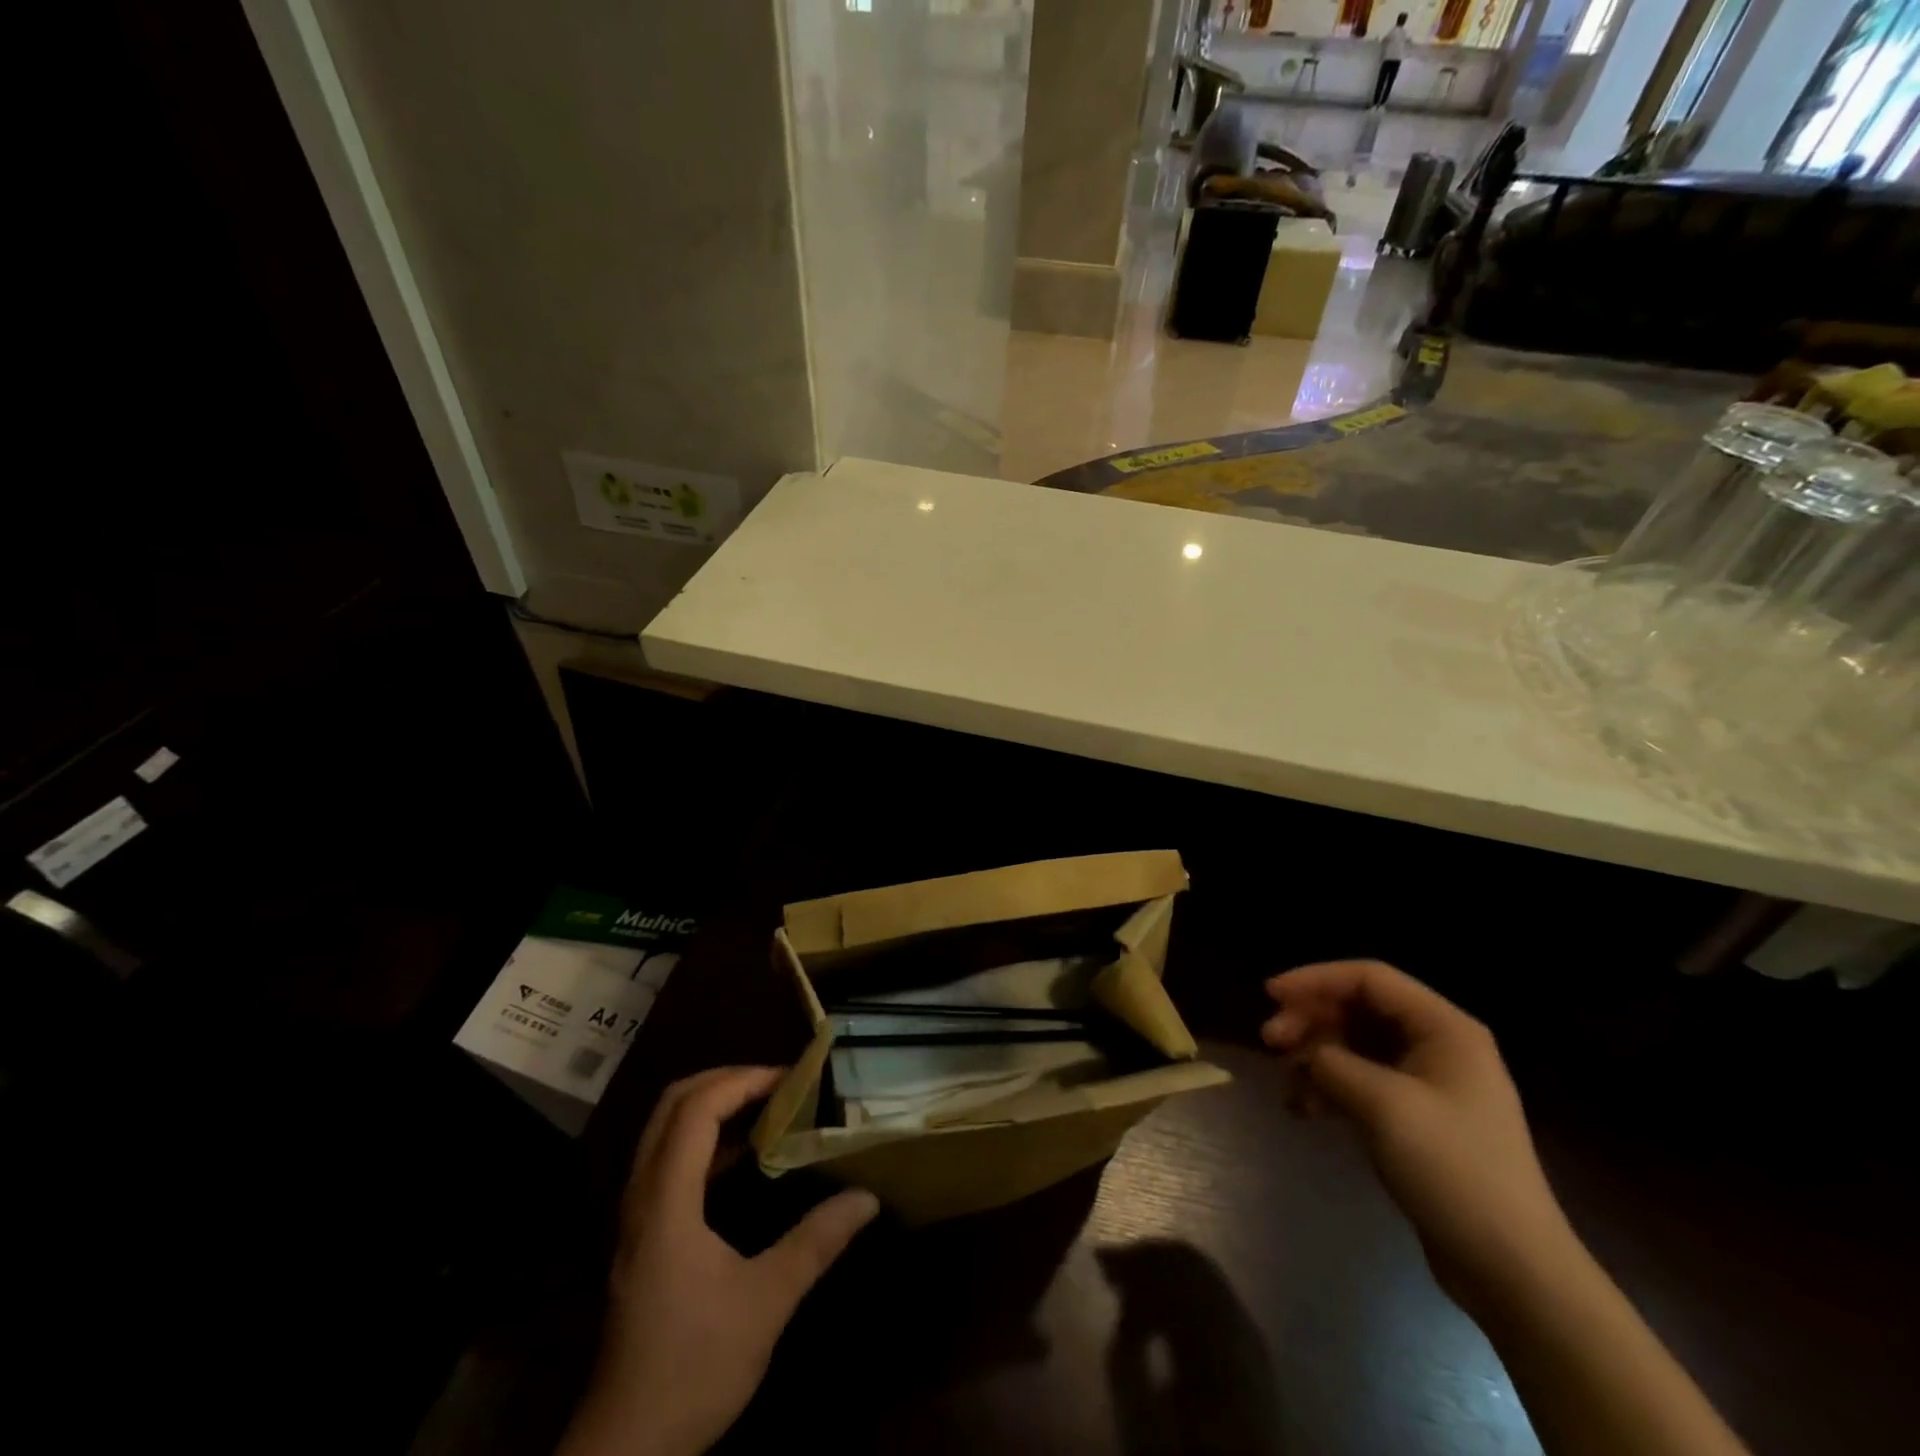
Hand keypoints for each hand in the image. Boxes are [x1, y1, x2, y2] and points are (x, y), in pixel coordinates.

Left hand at [559, 1067, 879, 1455]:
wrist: (624, 1450)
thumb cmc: (694, 1367)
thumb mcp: (766, 1302)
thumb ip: (816, 1241)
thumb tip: (867, 1198)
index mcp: (666, 1201)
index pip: (696, 1110)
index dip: (742, 1081)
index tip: (788, 1078)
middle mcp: (642, 1196)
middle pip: (671, 1106)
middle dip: (724, 1080)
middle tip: (774, 1082)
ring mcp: (635, 1217)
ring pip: (664, 1131)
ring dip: (711, 1106)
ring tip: (763, 1106)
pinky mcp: (640, 1237)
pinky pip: (666, 1160)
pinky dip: (703, 1140)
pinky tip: (740, 1158)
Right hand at [1261, 961, 1573, 1310]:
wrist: (1511, 1269)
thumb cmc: (1453, 1170)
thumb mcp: (1384, 1106)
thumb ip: (1332, 1064)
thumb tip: (1306, 1056)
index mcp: (1443, 1028)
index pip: (1368, 978)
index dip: (1315, 979)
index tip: (1270, 995)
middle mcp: (1437, 1045)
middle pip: (1357, 1009)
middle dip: (1310, 1021)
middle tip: (1269, 1042)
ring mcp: (1427, 1083)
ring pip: (1354, 1046)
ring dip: (1314, 1057)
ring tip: (1286, 1085)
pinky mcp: (1416, 1118)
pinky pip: (1361, 1082)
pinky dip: (1329, 1089)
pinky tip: (1303, 1111)